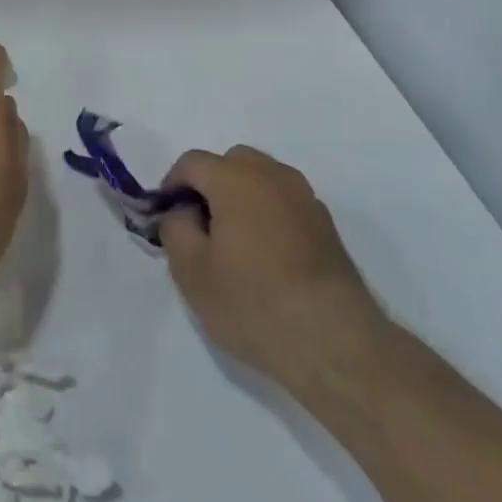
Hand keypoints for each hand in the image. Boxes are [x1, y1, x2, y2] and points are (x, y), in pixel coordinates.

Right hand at [159, 145, 382, 384]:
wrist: (333, 340)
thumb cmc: (252, 302)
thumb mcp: (191, 271)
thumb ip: (175, 227)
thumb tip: (182, 210)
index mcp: (236, 178)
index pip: (192, 162)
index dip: (172, 186)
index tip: (167, 219)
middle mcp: (273, 175)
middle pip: (231, 162)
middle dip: (210, 185)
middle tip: (200, 228)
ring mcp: (305, 197)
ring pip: (262, 179)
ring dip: (241, 197)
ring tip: (234, 244)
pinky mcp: (326, 224)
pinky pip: (285, 202)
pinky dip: (268, 214)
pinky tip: (266, 258)